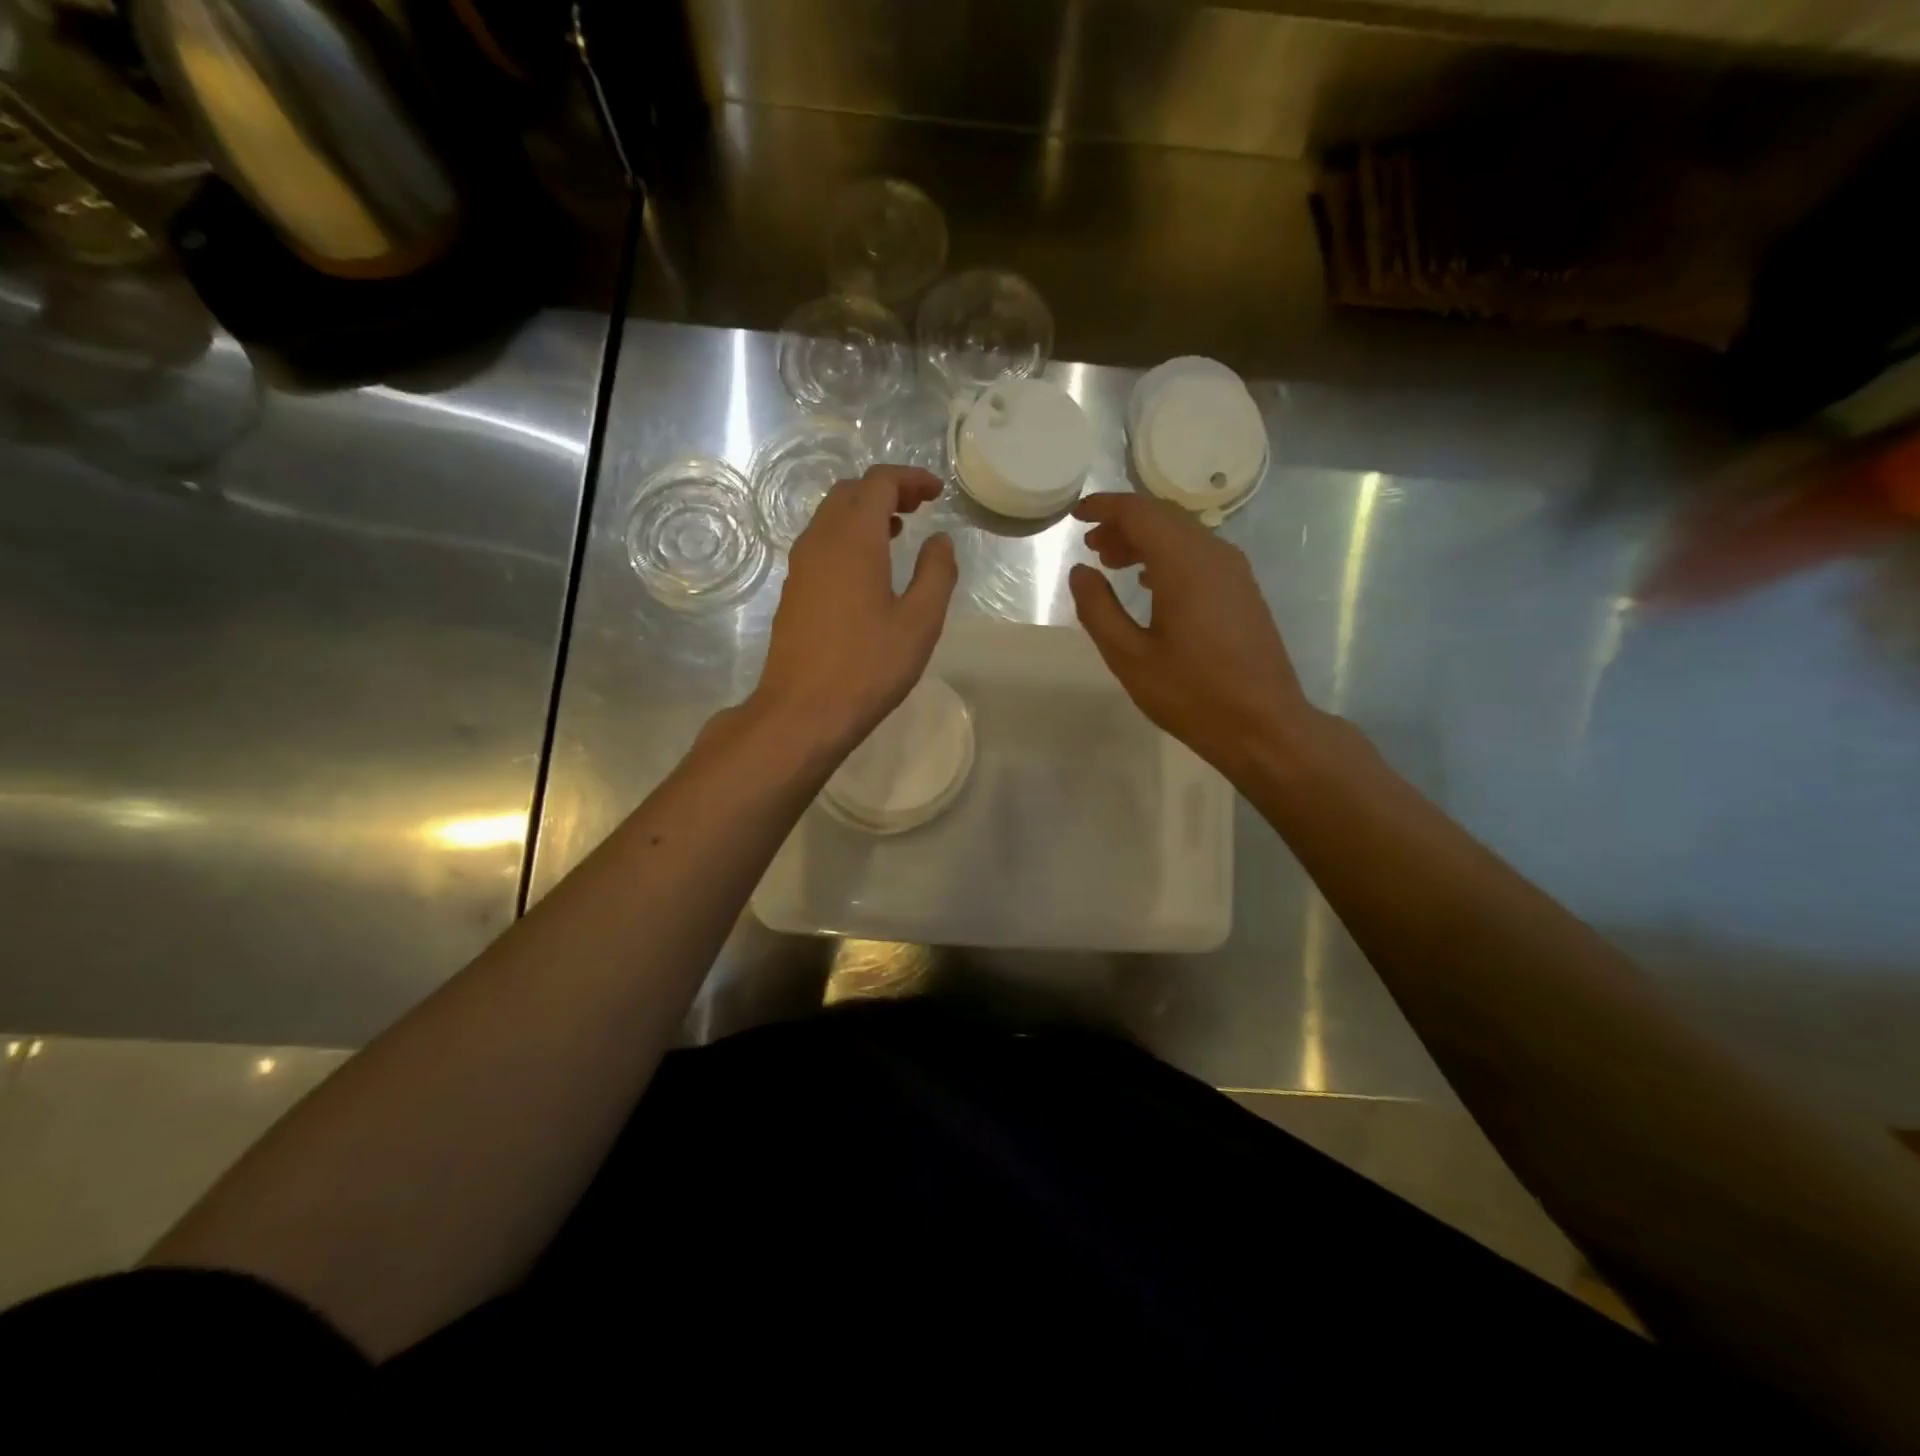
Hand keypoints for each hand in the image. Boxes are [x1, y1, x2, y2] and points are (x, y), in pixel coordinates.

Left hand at [748, 464, 956, 757]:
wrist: (802, 711)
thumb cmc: (868, 666)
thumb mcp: (920, 622)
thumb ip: (936, 573)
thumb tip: (940, 540)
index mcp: (853, 538)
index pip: (878, 483)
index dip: (910, 479)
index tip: (937, 492)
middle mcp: (820, 541)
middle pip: (850, 493)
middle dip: (886, 490)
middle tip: (919, 508)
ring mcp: (800, 566)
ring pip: (831, 517)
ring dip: (864, 514)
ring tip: (898, 533)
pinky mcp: (793, 591)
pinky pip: (821, 544)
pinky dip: (848, 538)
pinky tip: (868, 570)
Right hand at [1068, 493, 1323, 776]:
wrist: (1263, 725)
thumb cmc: (1191, 694)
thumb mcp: (1129, 657)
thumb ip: (1098, 609)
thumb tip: (1081, 572)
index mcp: (1184, 564)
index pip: (1139, 512)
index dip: (1104, 508)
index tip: (1076, 515)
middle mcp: (1213, 555)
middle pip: (1163, 517)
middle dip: (1123, 524)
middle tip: (1091, 545)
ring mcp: (1234, 572)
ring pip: (1183, 535)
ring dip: (1145, 541)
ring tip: (1112, 564)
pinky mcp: (1243, 590)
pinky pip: (1200, 555)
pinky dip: (1168, 557)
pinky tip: (1150, 586)